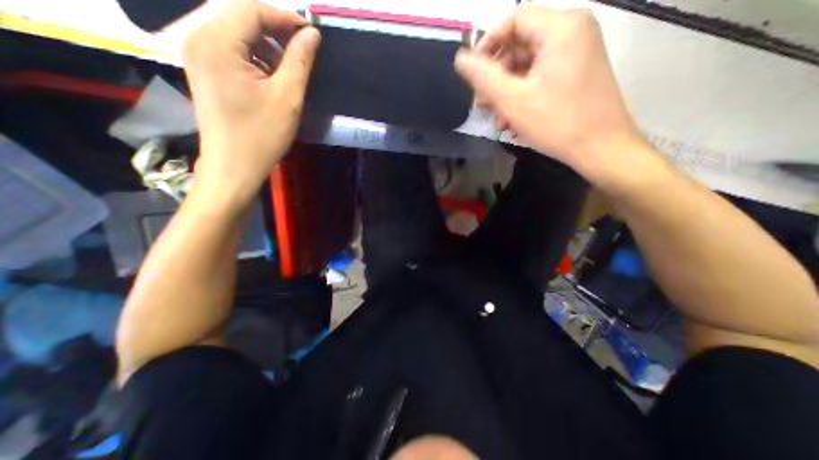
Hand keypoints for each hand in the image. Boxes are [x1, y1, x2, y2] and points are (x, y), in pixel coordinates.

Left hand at [183, 0, 321, 203]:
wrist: (234, 166)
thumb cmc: (262, 135)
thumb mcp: (287, 98)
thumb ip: (299, 61)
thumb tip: (312, 34)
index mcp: (217, 42)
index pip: (252, 9)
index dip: (285, 17)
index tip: (312, 33)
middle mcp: (199, 39)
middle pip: (242, 19)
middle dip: (276, 32)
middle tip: (304, 52)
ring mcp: (198, 56)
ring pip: (238, 35)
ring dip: (267, 48)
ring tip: (290, 70)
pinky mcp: (205, 72)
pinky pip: (232, 52)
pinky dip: (255, 59)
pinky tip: (272, 79)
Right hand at [458, 2, 649, 186]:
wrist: (601, 148)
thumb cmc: (555, 122)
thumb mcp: (512, 100)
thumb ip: (483, 77)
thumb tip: (461, 59)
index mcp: (560, 28)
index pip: (514, 19)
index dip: (488, 44)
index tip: (474, 74)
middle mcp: (573, 31)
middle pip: (521, 43)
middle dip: (497, 76)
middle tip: (483, 104)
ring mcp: (578, 52)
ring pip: (529, 64)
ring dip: (508, 91)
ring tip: (498, 118)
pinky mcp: (578, 72)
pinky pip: (542, 76)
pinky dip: (524, 94)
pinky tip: (514, 119)